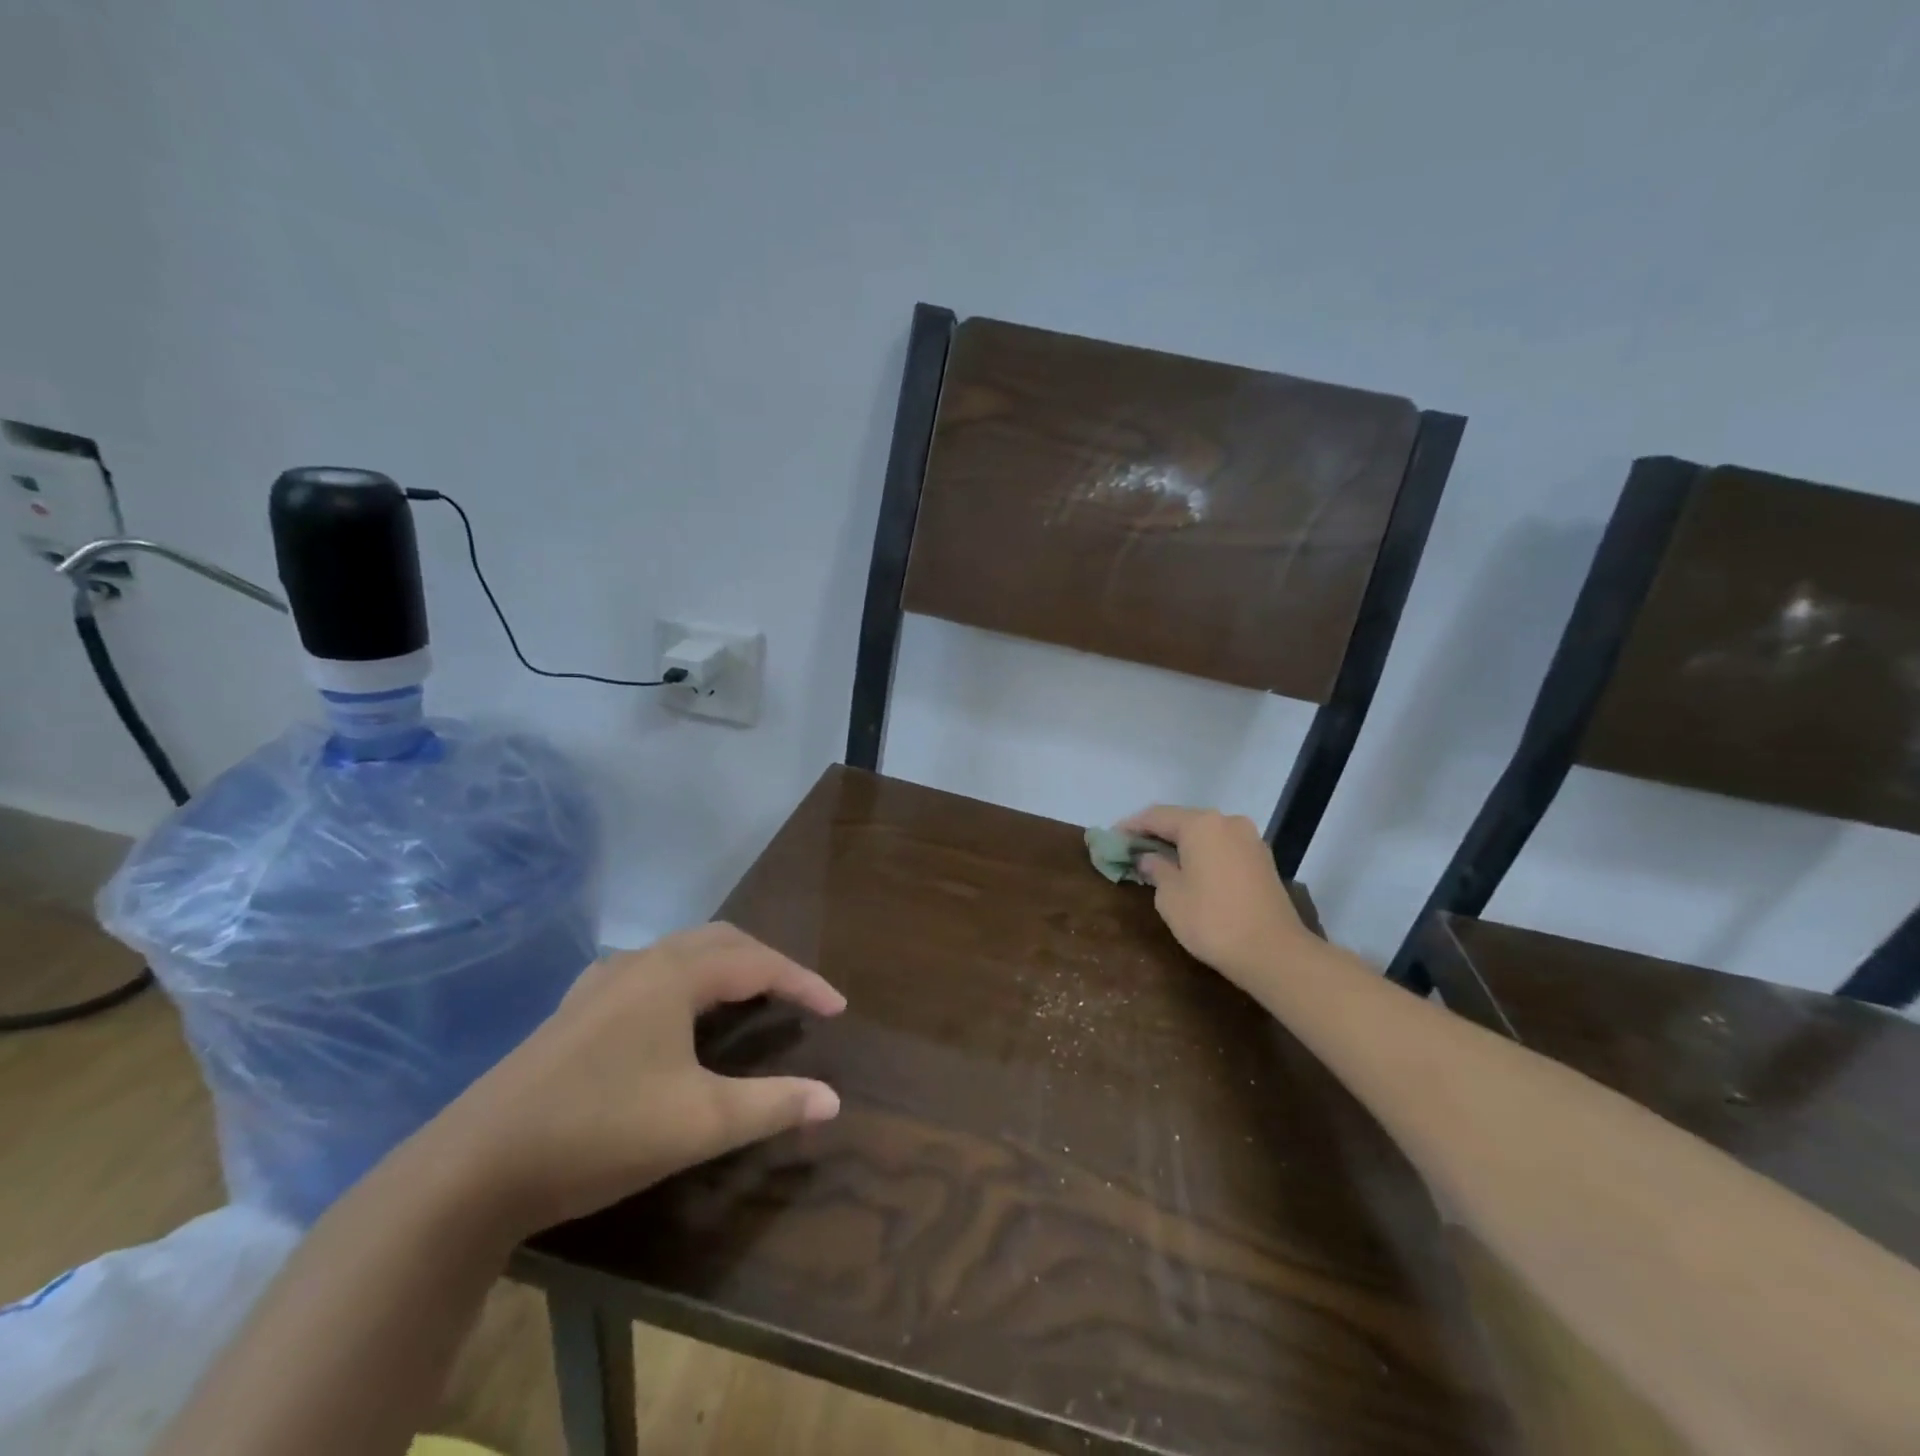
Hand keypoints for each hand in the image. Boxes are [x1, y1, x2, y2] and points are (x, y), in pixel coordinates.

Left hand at [425, 923, 844, 1235]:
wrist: (472, 1170)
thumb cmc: (599, 1133)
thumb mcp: (699, 1124)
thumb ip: (773, 1105)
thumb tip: (833, 1099)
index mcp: (675, 976)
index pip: (760, 963)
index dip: (804, 983)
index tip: (838, 1009)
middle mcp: (641, 964)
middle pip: (722, 942)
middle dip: (768, 963)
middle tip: (797, 997)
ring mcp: (601, 983)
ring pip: (681, 952)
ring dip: (725, 966)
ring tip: (748, 998)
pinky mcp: (574, 1010)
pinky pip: (649, 972)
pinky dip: (685, 979)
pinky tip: (674, 1013)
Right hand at [1117, 805, 1315, 992]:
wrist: (1274, 952)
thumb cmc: (1212, 921)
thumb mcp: (1170, 896)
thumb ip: (1155, 869)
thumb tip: (1148, 858)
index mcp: (1201, 824)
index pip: (1156, 816)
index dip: (1131, 826)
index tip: (1112, 838)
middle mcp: (1227, 822)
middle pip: (1183, 821)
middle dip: (1156, 834)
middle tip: (1132, 850)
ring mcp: (1249, 840)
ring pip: (1205, 834)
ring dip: (1181, 844)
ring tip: (1159, 861)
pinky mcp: (1262, 860)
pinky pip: (1222, 847)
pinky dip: (1202, 854)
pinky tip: (1190, 871)